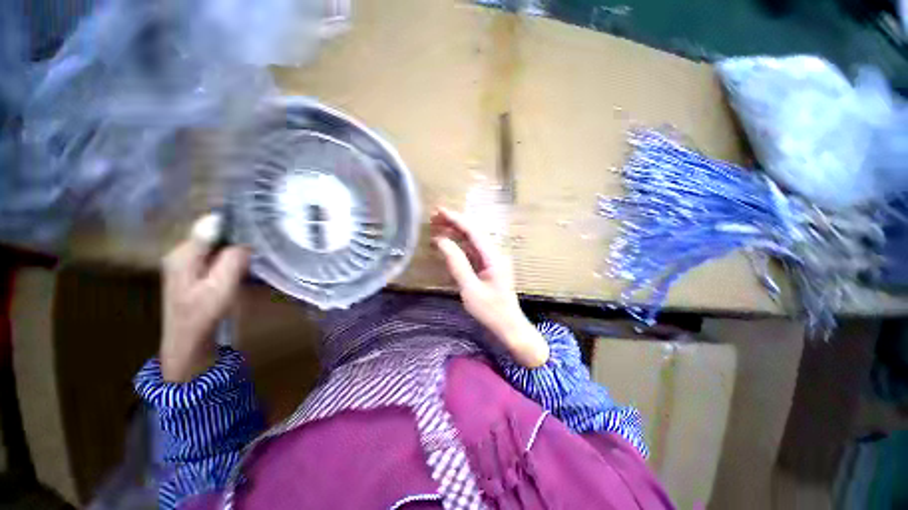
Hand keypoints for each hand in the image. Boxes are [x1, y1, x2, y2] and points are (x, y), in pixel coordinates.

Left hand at [160, 214, 249, 381]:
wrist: (188, 341)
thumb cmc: (204, 315)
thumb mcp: (220, 288)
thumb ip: (231, 260)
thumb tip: (245, 239)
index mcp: (184, 254)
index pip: (211, 224)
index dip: (236, 223)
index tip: (259, 226)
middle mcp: (182, 252)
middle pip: (214, 232)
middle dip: (238, 235)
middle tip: (263, 241)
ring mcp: (187, 262)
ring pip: (217, 243)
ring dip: (237, 245)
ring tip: (259, 250)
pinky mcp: (194, 270)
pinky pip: (217, 254)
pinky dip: (232, 255)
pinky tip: (245, 262)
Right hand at [430, 206, 548, 367]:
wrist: (508, 326)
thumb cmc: (490, 310)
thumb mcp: (470, 288)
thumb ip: (457, 263)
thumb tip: (441, 241)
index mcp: (493, 256)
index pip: (473, 231)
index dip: (456, 219)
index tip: (439, 211)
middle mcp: (494, 253)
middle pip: (473, 232)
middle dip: (454, 223)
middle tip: (434, 216)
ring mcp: (492, 260)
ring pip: (472, 240)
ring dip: (456, 232)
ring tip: (438, 225)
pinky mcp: (488, 267)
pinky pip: (472, 251)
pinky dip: (459, 245)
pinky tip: (448, 243)